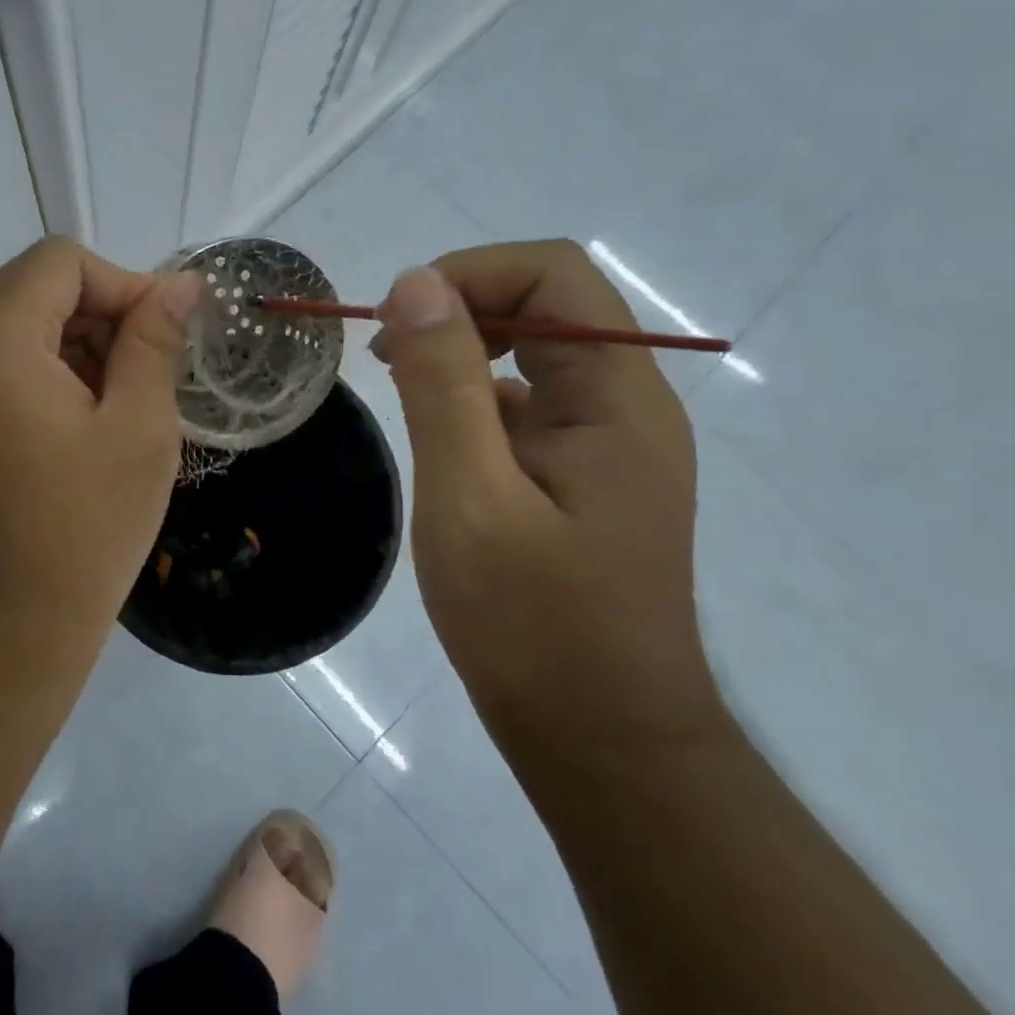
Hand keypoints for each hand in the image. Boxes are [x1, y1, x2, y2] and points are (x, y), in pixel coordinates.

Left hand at [0, 237, 200, 656]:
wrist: (0, 636)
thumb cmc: (81, 531)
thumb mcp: (138, 429)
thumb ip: (155, 342)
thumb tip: (180, 285)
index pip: (59, 262)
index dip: (122, 283)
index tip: (163, 336)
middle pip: (33, 288)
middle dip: (101, 315)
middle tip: (149, 374)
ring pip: (17, 327)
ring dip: (77, 346)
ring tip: (122, 407)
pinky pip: (0, 367)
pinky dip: (48, 374)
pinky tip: (85, 427)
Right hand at [371, 241, 727, 766]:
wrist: (599, 740)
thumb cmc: (532, 625)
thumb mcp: (469, 496)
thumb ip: (444, 383)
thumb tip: (417, 281)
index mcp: (617, 398)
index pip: (555, 273)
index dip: (471, 273)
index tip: (399, 322)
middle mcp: (626, 404)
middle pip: (548, 303)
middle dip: (461, 307)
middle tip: (388, 352)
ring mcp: (607, 441)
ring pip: (535, 351)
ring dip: (463, 348)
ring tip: (398, 380)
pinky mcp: (581, 474)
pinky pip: (527, 402)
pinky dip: (473, 394)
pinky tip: (433, 433)